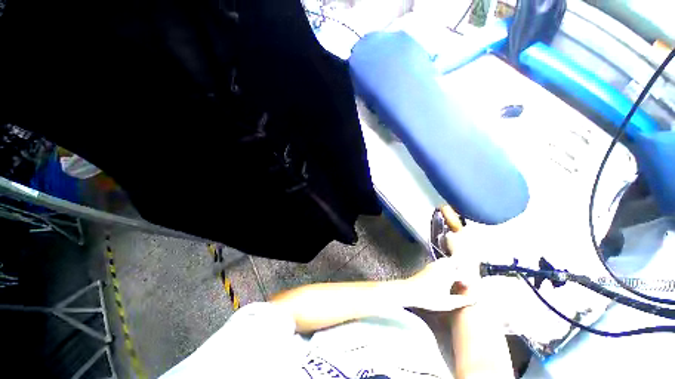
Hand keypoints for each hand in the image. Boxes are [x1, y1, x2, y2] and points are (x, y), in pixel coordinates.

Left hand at [404, 258, 476, 311]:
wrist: (410, 291)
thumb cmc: (429, 298)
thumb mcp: (448, 303)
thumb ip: (462, 300)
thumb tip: (474, 299)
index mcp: (448, 273)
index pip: (463, 273)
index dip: (468, 280)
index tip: (470, 288)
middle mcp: (441, 266)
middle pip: (454, 261)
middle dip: (461, 267)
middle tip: (466, 276)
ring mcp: (433, 265)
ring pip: (446, 261)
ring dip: (452, 265)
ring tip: (456, 276)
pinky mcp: (427, 267)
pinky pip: (439, 263)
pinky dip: (445, 266)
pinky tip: (444, 276)